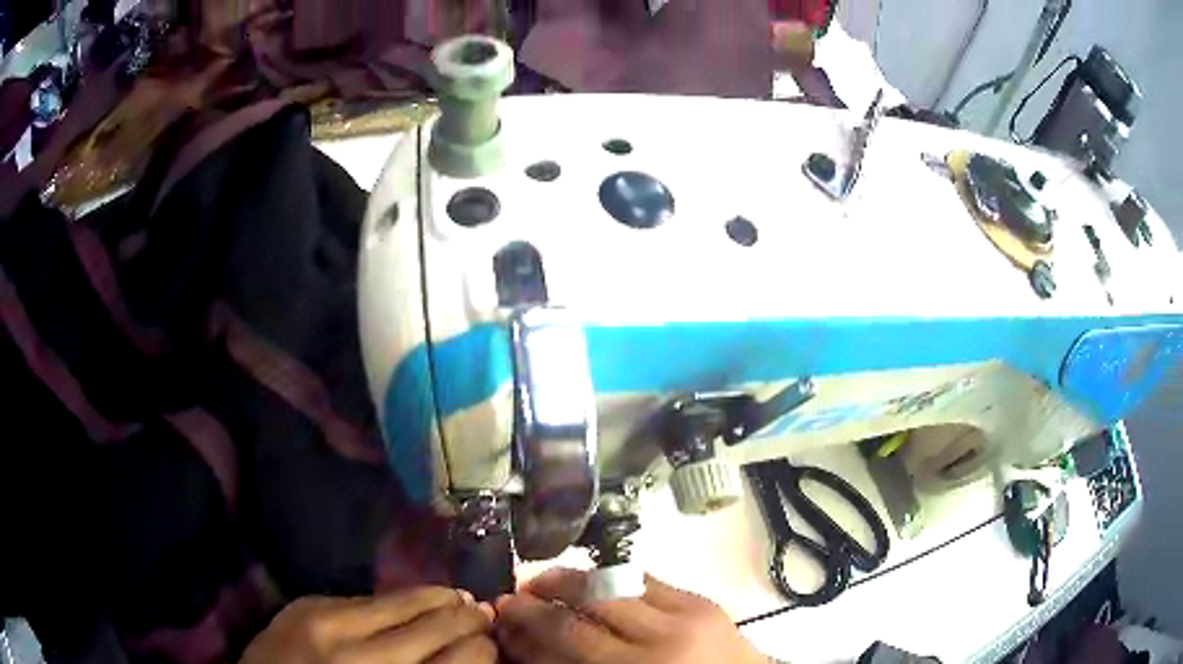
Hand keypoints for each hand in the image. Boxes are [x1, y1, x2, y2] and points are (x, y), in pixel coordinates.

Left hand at [240, 587, 496, 663]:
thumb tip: (468, 654)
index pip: (460, 659)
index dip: (482, 648)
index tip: (489, 643)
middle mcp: (360, 657)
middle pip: (434, 624)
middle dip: (465, 618)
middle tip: (480, 614)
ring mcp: (326, 624)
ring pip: (401, 599)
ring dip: (434, 599)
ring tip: (453, 599)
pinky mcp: (304, 604)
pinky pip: (364, 598)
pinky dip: (391, 602)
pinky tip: (404, 604)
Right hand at [495, 568, 766, 663]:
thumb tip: (529, 644)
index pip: (566, 635)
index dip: (528, 619)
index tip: (504, 610)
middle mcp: (658, 641)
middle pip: (588, 601)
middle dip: (545, 589)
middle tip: (521, 590)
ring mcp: (686, 616)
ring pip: (616, 580)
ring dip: (577, 578)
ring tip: (552, 581)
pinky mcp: (704, 602)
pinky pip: (647, 579)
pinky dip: (615, 579)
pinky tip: (599, 585)